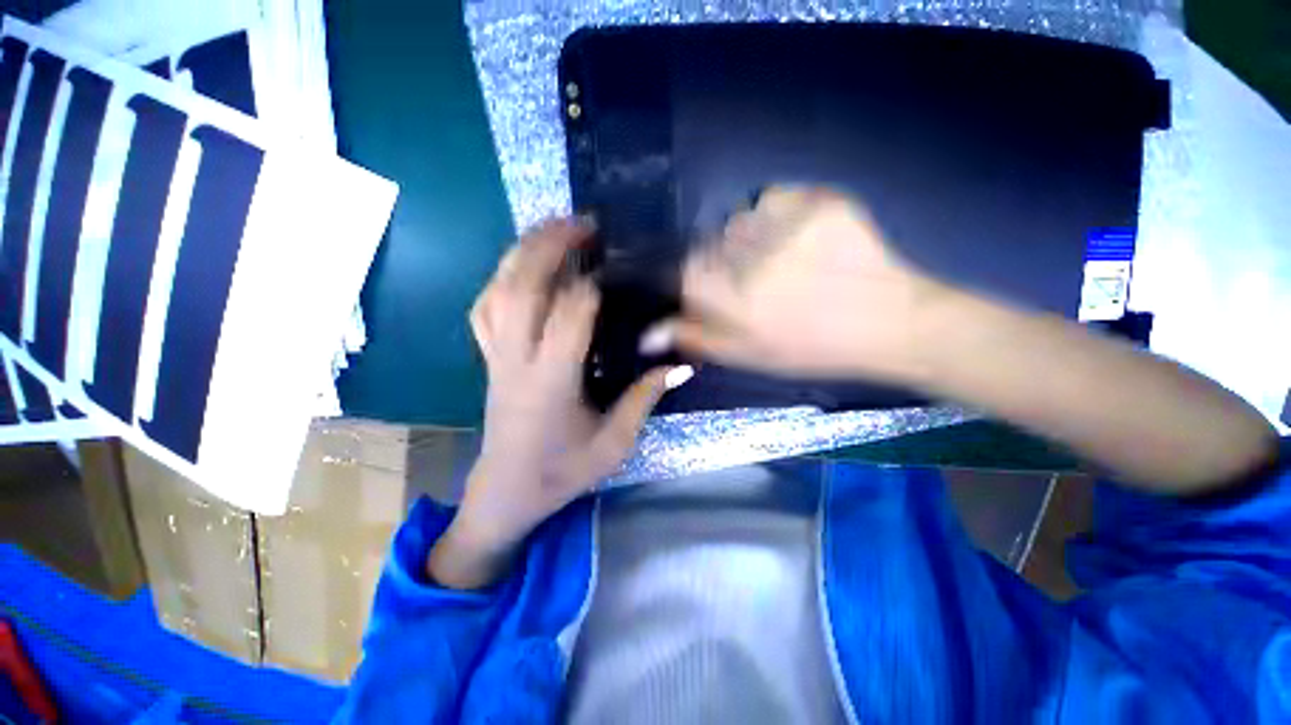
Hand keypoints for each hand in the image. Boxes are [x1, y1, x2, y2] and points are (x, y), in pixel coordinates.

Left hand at [429, 218, 677, 589]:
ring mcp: (496, 357)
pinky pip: (484, 307)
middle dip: (550, 246)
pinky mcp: (488, 359)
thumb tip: (680, 365)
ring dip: (523, 253)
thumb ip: (644, 399)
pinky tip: (521, 267)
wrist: (507, 494)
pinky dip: (500, 278)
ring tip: (552, 231)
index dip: (592, 285)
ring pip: (497, 290)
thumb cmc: (562, 473)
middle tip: (582, 224)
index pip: (570, 315)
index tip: (614, 265)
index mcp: (551, 382)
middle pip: (523, 287)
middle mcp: (517, 360)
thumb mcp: (614, 443)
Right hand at [645, 186, 948, 382]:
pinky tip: (797, 238)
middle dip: (722, 262)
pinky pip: (776, 198)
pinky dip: (779, 215)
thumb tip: (648, 335)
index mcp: (733, 301)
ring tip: (779, 260)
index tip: (711, 288)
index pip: (684, 274)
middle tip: (753, 281)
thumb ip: (696, 338)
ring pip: (740, 220)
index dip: (692, 279)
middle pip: (709, 244)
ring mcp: (788, 225)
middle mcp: (752, 259)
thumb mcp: (747, 355)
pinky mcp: (820, 202)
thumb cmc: (809, 348)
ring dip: (749, 239)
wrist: (889, 323)